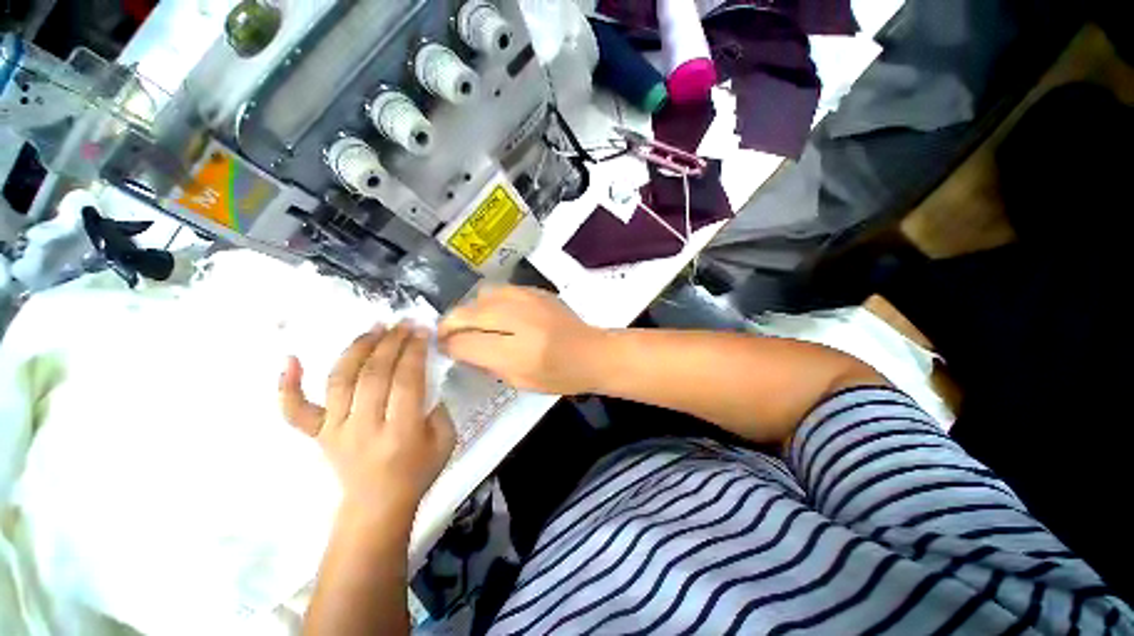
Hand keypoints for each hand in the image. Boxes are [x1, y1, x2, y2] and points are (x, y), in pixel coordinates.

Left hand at [278, 324, 455, 521]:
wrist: (377, 506)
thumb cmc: (418, 471)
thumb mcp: (446, 439)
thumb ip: (439, 405)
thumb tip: (425, 375)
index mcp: (402, 432)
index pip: (406, 380)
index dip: (414, 351)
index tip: (422, 331)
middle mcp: (364, 428)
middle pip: (374, 374)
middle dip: (391, 342)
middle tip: (403, 323)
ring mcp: (335, 430)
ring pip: (340, 380)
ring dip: (357, 348)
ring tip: (374, 328)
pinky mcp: (317, 434)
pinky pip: (295, 410)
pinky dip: (287, 385)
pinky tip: (290, 358)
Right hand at [438, 286, 604, 394]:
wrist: (592, 352)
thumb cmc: (559, 375)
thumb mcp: (520, 381)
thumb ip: (487, 363)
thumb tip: (462, 348)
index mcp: (515, 350)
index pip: (464, 342)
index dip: (448, 346)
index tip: (445, 349)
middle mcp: (517, 318)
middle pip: (466, 312)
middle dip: (450, 325)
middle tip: (451, 336)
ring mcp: (527, 298)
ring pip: (481, 296)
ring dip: (471, 310)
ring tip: (475, 324)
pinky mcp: (535, 290)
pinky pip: (501, 290)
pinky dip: (490, 302)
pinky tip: (498, 314)